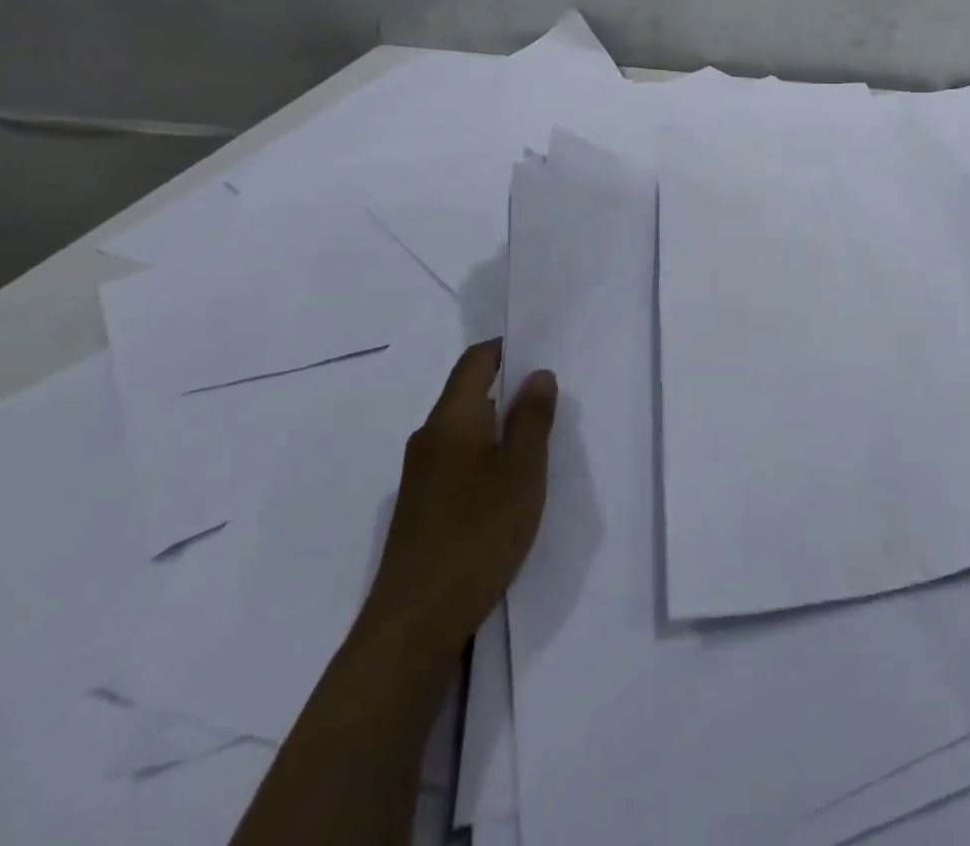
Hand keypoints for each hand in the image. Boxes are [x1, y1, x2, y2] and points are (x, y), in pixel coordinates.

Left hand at [363, 340, 556, 651]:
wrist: (414, 622)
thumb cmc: (477, 532)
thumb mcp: (522, 469)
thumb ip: (532, 417)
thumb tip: (538, 374)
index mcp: (451, 419)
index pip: (475, 361)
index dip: (507, 347)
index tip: (542, 349)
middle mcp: (429, 439)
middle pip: (469, 393)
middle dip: (510, 387)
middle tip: (554, 395)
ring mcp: (420, 475)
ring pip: (466, 430)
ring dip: (501, 425)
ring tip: (540, 437)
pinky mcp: (422, 507)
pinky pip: (459, 460)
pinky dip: (488, 455)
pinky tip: (512, 481)